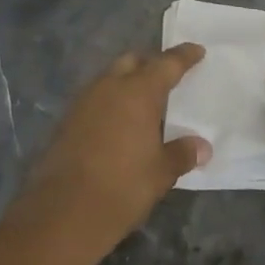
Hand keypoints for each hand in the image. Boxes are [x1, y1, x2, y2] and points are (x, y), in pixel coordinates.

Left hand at [15, 44, 210, 251]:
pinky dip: (110, 103)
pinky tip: (119, 124)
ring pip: (109, 79)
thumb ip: (182, 153)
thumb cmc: (122, 187)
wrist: (62, 214)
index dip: (184, 56)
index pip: (166, 64)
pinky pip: (95, 100)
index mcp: (137, 92)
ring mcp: (82, 103)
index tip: (197, 50)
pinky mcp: (65, 122)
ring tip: (145, 102)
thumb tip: (202, 146)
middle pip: (132, 62)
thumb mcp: (161, 173)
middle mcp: (108, 88)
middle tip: (168, 76)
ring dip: (127, 83)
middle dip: (150, 64)